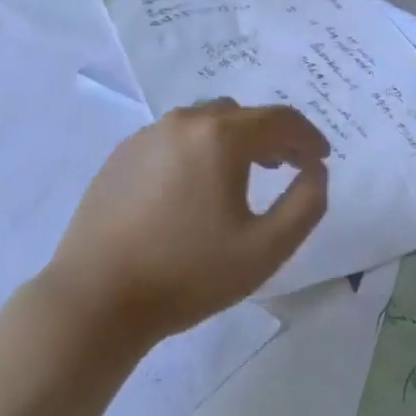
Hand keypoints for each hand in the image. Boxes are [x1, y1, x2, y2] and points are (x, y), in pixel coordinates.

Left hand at [42, 100, 328, 344]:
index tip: (321, 159)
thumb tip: (316, 170)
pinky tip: (193, 188)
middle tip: (286, 166)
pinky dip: (197, 150)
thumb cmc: (187, 274)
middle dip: (271, 136)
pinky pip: (174, 138)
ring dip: (233, 140)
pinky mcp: (121, 154)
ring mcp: (148, 135)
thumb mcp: (266, 249)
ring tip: (240, 175)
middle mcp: (185, 122)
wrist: (94, 300)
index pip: (280, 120)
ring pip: (205, 122)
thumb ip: (306, 204)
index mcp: (221, 136)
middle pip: (242, 115)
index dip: (308, 136)